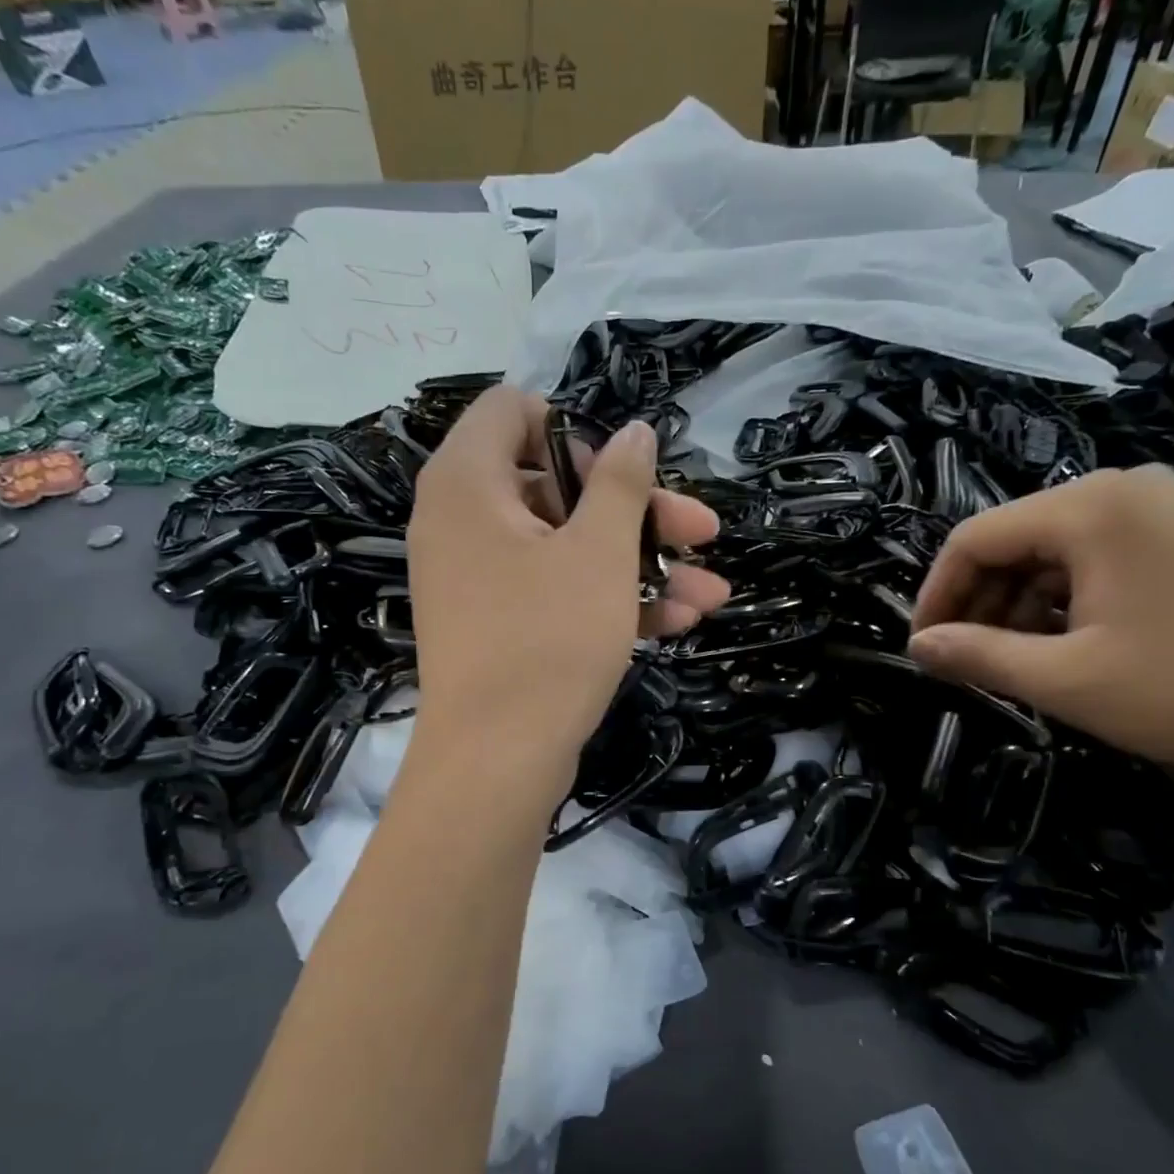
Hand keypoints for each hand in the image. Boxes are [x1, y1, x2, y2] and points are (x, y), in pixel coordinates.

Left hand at [407, 385, 729, 766]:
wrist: (496, 763)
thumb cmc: (547, 641)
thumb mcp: (598, 554)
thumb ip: (621, 483)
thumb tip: (635, 431)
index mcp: (468, 483)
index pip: (513, 411)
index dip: (574, 429)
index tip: (619, 474)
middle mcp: (463, 521)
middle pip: (557, 486)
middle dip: (637, 511)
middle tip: (700, 531)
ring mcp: (480, 578)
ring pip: (567, 547)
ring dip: (640, 563)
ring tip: (710, 591)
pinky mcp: (498, 624)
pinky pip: (555, 591)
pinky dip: (609, 599)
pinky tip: (679, 620)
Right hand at [907, 464, 1173, 791]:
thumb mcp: (1064, 679)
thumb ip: (978, 656)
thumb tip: (917, 648)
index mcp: (1088, 508)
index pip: (975, 538)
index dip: (937, 595)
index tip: (923, 649)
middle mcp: (1122, 489)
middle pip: (1014, 540)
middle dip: (979, 603)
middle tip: (963, 662)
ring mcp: (1161, 508)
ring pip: (1053, 552)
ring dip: (1019, 606)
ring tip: (1011, 661)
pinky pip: (1096, 559)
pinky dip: (1064, 601)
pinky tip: (1062, 645)